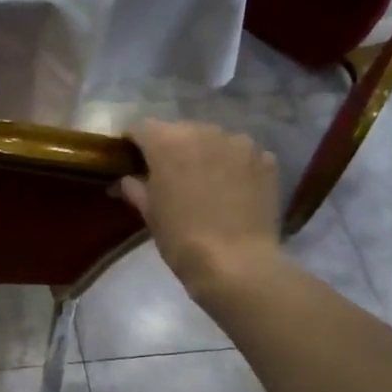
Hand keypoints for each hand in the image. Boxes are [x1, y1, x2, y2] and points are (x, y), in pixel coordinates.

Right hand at [120, 119, 282, 298]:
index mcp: (167, 142)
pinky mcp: (265, 159)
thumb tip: (125, 180)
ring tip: (205, 183)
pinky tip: (232, 190)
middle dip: (172, 149)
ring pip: (213, 140)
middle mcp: (204, 131)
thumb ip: (135, 188)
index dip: (133, 144)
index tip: (131, 161)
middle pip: (180, 131)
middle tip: (169, 176)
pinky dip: (233, 166)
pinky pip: (242, 155)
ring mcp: (239, 143)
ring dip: (205, 154)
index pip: (141, 128)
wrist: (236, 262)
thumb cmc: (181, 237)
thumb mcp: (149, 214)